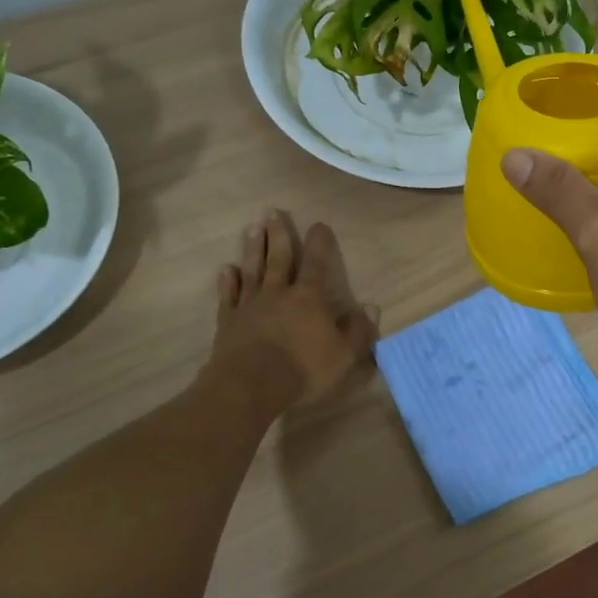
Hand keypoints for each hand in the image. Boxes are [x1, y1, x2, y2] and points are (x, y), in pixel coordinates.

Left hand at [210, 210, 377, 408]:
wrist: (251, 385)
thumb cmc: (303, 370)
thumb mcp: (343, 355)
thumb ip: (357, 331)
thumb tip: (371, 308)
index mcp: (308, 299)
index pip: (316, 264)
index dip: (319, 244)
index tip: (318, 224)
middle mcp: (278, 294)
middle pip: (278, 259)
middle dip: (278, 235)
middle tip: (272, 212)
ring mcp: (250, 306)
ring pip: (252, 270)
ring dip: (252, 249)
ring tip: (252, 229)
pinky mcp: (228, 322)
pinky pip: (228, 296)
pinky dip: (228, 282)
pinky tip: (226, 269)